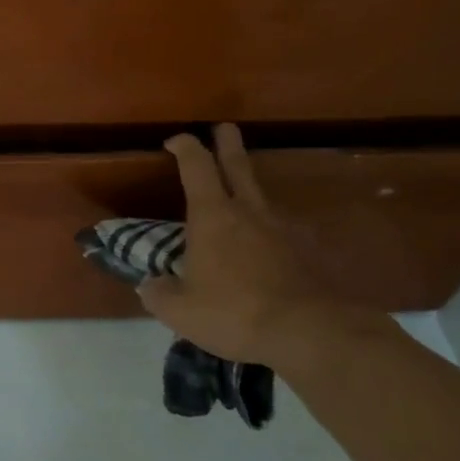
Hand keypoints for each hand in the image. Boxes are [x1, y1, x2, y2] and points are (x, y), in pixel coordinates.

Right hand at [138, 124, 345, 365]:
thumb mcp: (180, 311)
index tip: (175, 140)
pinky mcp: (307, 252)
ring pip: (262, 199)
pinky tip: (267, 253)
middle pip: (238, 166)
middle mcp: (249, 212)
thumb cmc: (233, 312)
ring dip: (249, 192)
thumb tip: (150, 285)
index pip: (196, 166)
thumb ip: (159, 294)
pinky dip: (270, 235)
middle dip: (228, 144)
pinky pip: (282, 233)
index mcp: (212, 216)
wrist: (309, 332)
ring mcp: (283, 229)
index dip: (185, 147)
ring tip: (241, 203)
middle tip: (225, 128)